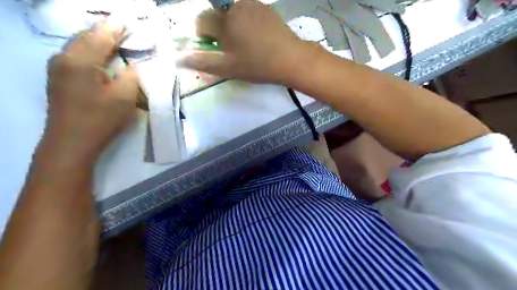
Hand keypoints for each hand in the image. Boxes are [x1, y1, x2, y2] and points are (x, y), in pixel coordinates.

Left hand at [43, 22, 139, 166]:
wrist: (72, 142)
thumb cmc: (101, 118)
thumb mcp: (124, 96)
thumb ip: (130, 76)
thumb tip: (129, 67)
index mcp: (80, 60)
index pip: (100, 36)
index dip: (115, 29)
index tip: (127, 23)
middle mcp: (63, 58)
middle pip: (85, 37)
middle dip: (104, 33)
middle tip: (123, 31)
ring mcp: (58, 69)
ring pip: (79, 47)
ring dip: (97, 43)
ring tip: (114, 42)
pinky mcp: (59, 80)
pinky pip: (76, 58)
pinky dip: (90, 54)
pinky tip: (100, 58)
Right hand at [176, 0, 307, 82]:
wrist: (290, 59)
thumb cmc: (257, 65)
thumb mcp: (228, 69)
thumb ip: (202, 62)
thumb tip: (176, 58)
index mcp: (224, 22)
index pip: (201, 22)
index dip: (204, 36)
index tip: (216, 49)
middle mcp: (235, 7)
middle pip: (218, 18)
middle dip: (221, 32)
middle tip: (235, 50)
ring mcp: (252, 5)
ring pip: (233, 15)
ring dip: (235, 27)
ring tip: (249, 45)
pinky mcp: (265, 7)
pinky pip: (248, 13)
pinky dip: (248, 23)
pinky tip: (260, 37)